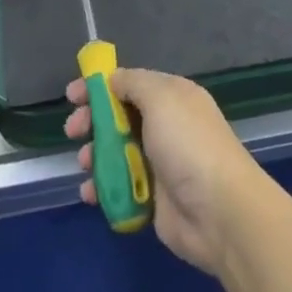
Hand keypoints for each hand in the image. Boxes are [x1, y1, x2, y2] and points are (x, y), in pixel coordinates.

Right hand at [65, 68, 273, 276]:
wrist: (219, 211)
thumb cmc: (188, 144)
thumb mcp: (161, 98)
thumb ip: (133, 82)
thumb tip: (113, 79)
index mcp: (172, 97)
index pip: (130, 83)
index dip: (100, 87)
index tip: (72, 96)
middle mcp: (166, 126)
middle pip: (120, 117)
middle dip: (93, 121)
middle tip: (73, 130)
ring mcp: (159, 163)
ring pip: (116, 153)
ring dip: (94, 156)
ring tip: (84, 164)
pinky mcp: (152, 198)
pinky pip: (119, 187)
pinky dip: (102, 188)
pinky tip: (91, 194)